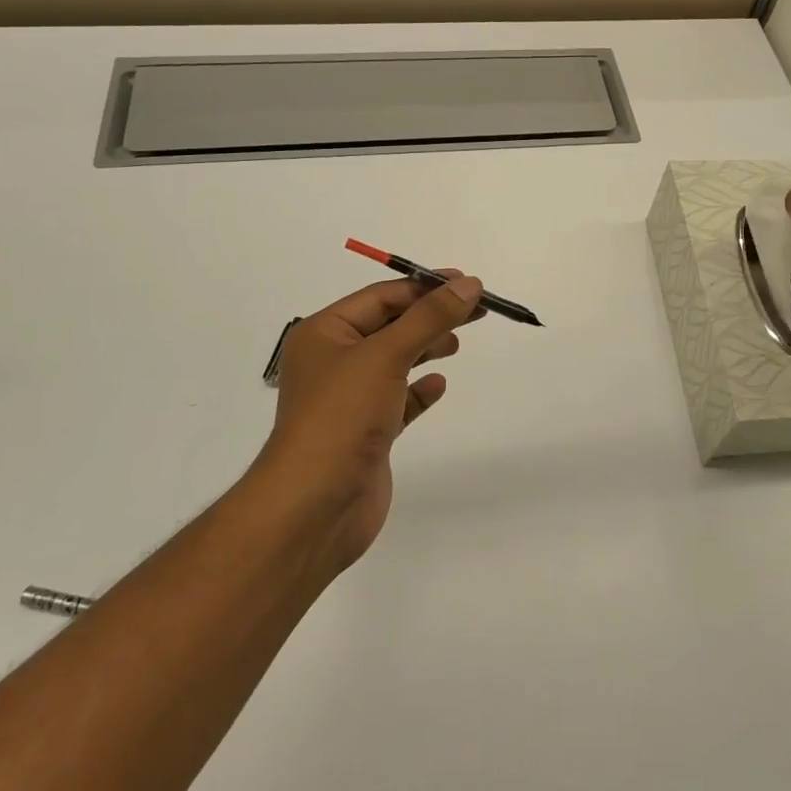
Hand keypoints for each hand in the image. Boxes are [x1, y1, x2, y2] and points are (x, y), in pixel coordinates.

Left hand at [247, 273, 483, 577]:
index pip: (380, 297)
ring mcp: (349, 400)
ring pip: (394, 361)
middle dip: (430, 316)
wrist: (315, 506)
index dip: (424, 287)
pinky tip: (439, 385)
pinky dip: (419, 389)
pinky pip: (397, 399)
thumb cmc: (342, 416)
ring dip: (425, 348)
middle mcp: (333, 361)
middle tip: (476, 311)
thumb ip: (429, 318)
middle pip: (389, 326)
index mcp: (324, 333)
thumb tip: (469, 284)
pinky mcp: (366, 433)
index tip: (467, 283)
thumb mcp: (386, 355)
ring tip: (456, 343)